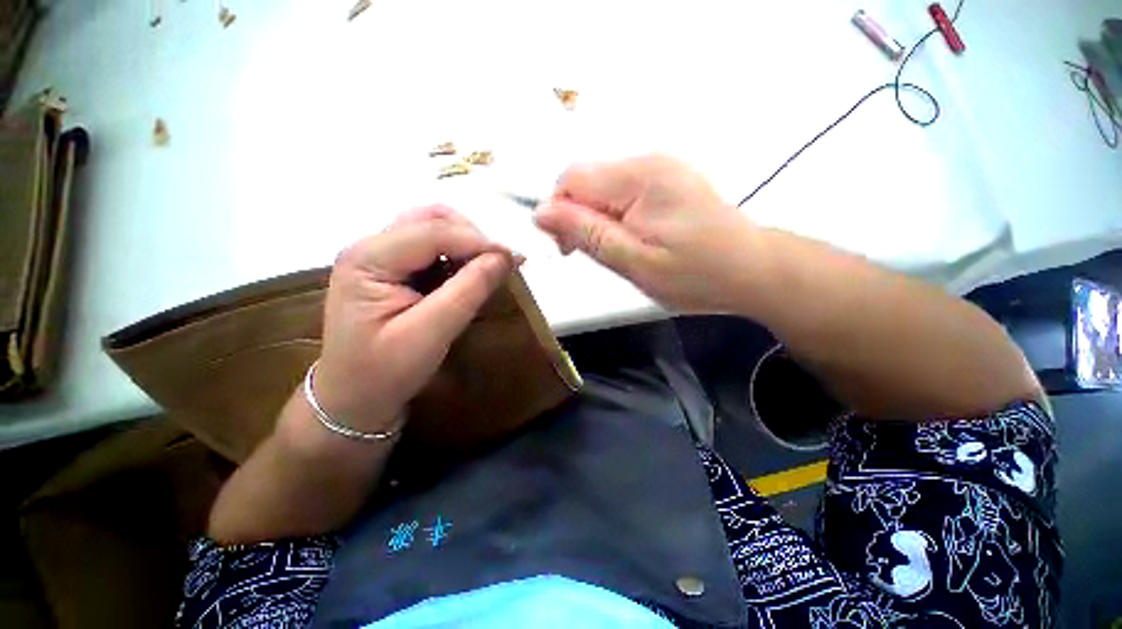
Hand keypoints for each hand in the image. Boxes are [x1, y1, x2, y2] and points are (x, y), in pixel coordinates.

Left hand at [312, 207, 513, 433]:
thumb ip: (468, 292)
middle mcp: (371, 246)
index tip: (515, 257)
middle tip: (500, 262)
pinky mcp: (392, 267)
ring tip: (487, 267)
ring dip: (465, 242)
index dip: (478, 241)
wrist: (353, 397)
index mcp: (368, 259)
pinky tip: (468, 273)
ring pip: (433, 227)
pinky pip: (432, 246)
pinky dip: (457, 253)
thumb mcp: (430, 334)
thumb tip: (504, 258)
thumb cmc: (386, 372)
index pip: (433, 233)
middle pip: (430, 219)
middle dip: (472, 235)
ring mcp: (380, 255)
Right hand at [533, 155, 759, 312]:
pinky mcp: (668, 181)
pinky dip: (615, 216)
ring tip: (619, 250)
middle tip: (598, 255)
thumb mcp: (634, 262)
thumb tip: (541, 212)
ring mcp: (661, 168)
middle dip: (578, 218)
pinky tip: (633, 238)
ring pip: (602, 188)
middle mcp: (648, 161)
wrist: (752, 270)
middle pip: (586, 181)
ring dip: (597, 220)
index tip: (568, 248)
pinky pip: (622, 192)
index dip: (558, 213)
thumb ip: (586, 234)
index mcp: (639, 177)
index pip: (571, 179)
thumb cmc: (695, 274)